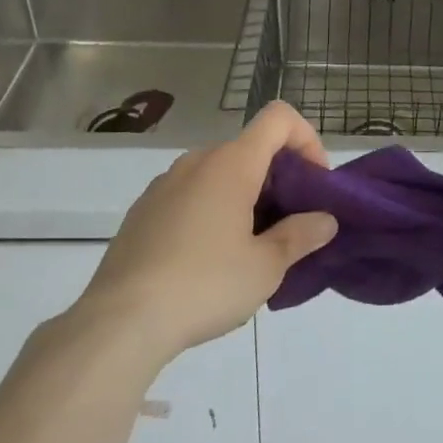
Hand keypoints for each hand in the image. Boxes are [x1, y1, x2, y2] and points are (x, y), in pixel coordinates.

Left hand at [74, 102, 337, 364]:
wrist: (118, 324)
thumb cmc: (203, 285)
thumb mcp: (266, 267)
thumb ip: (300, 236)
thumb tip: (324, 221)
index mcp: (232, 163)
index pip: (279, 118)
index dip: (306, 139)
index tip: (314, 183)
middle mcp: (197, 161)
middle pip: (251, 148)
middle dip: (278, 177)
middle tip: (289, 225)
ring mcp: (164, 185)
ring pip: (219, 173)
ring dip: (244, 195)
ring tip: (249, 247)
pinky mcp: (142, 212)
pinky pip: (190, 195)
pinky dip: (211, 210)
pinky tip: (207, 260)